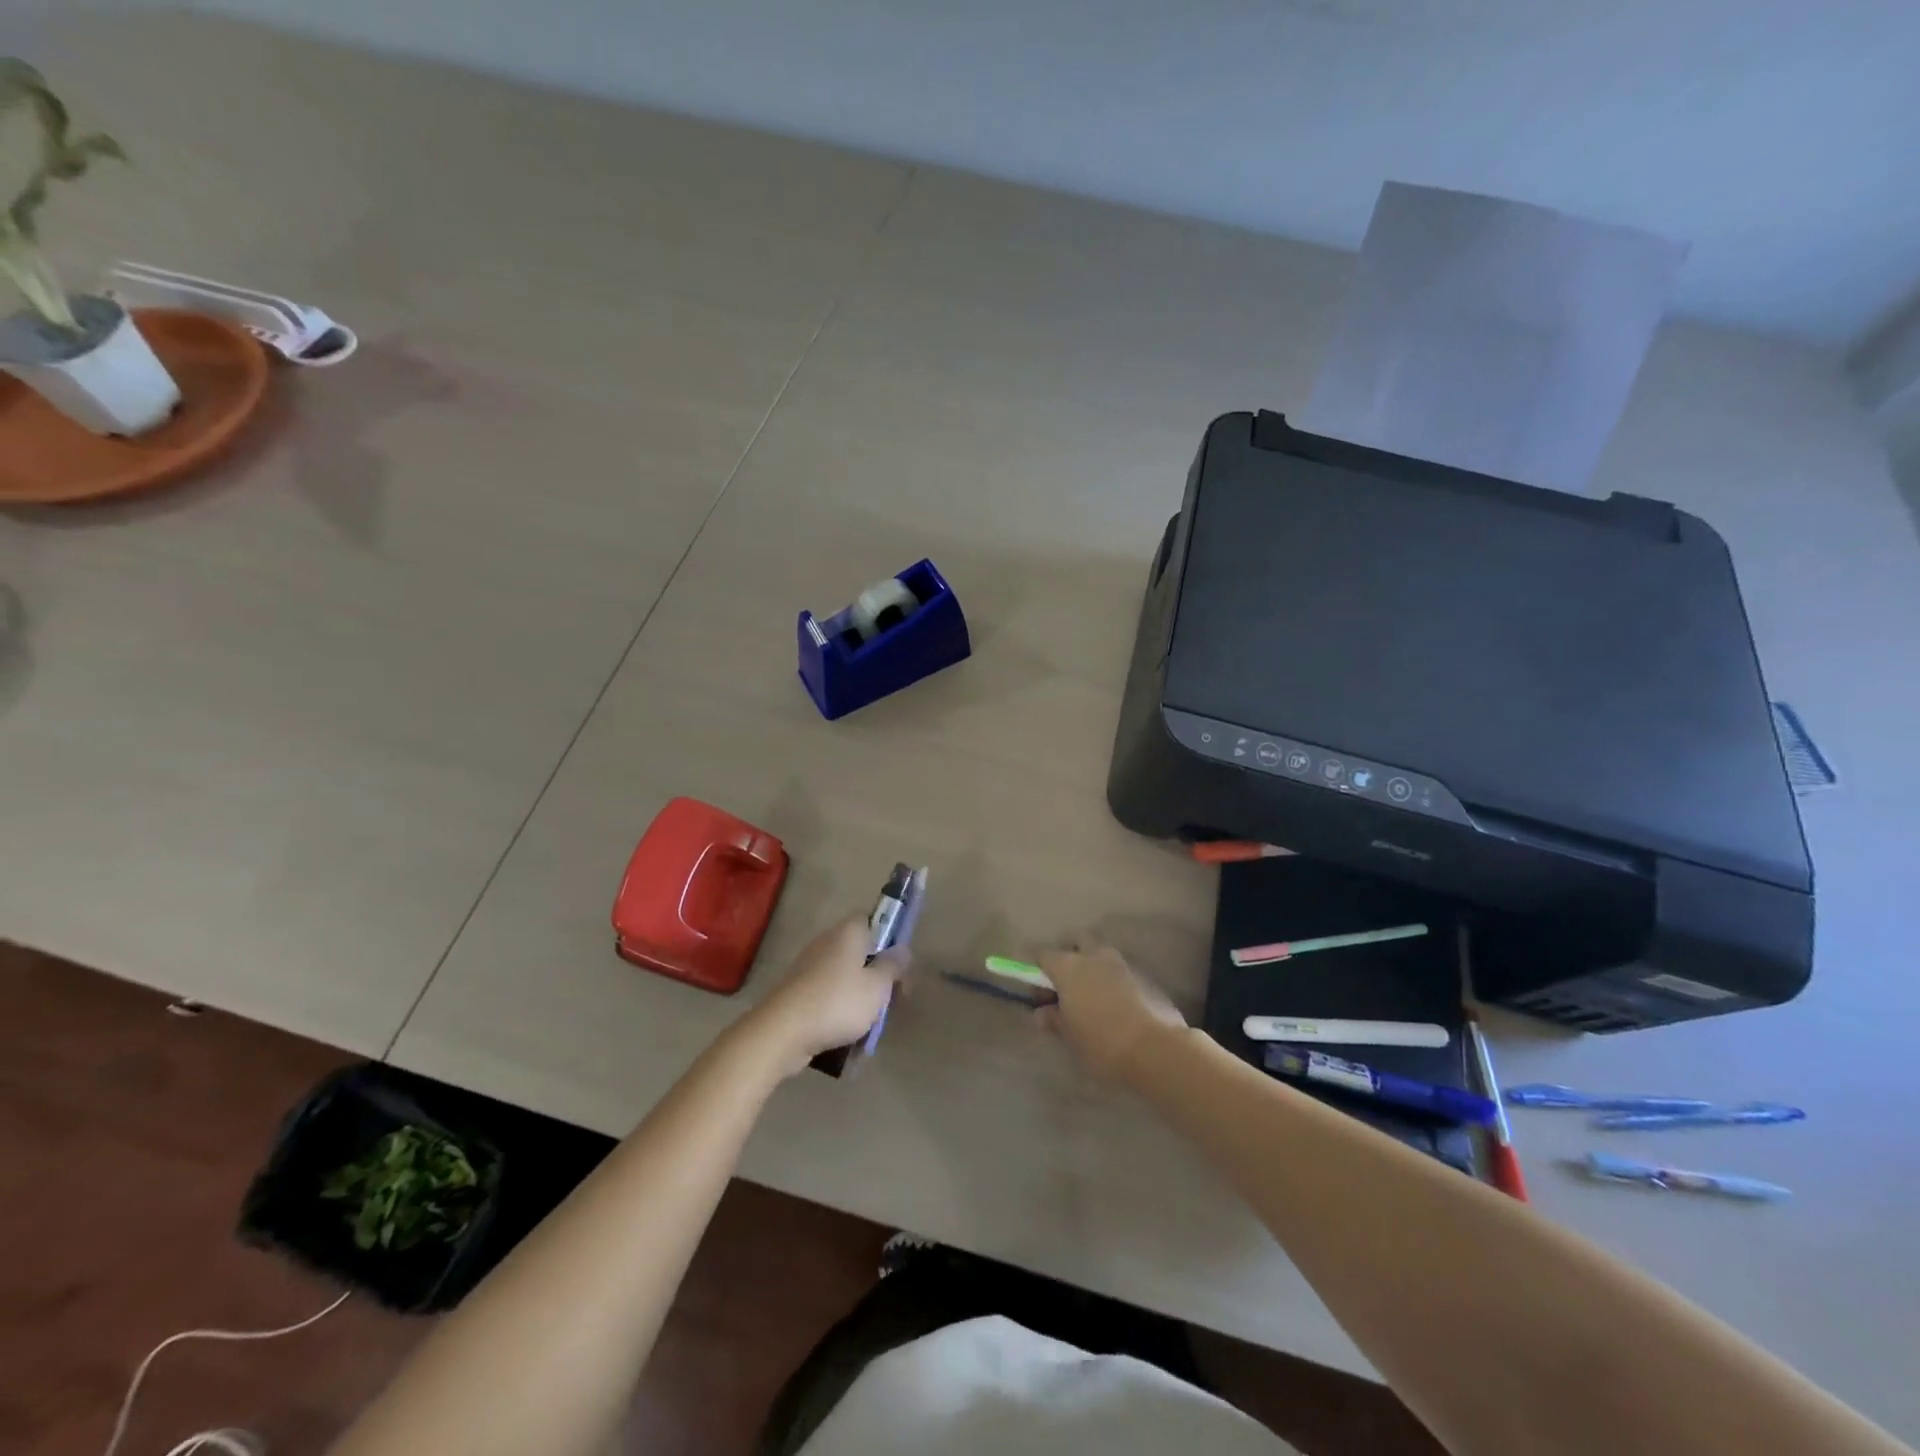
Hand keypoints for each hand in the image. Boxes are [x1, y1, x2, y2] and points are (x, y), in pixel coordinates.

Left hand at [748, 916, 902, 1076]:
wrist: (782, 1032)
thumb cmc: (838, 1002)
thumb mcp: (878, 986)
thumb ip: (893, 966)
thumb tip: (902, 949)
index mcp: (848, 933)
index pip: (872, 920)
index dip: (889, 938)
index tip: (899, 964)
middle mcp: (827, 943)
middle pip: (860, 952)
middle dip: (876, 976)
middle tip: (891, 1001)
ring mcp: (808, 968)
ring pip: (845, 978)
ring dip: (859, 999)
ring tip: (871, 1026)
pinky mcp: (797, 992)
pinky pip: (827, 998)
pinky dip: (839, 1013)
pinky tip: (847, 1037)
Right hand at [1037, 941, 1185, 1082]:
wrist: (1154, 1049)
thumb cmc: (1101, 1042)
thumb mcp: (1069, 1036)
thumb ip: (1054, 1019)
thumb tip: (1042, 1013)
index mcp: (1068, 966)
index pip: (1044, 956)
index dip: (1039, 973)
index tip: (1041, 995)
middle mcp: (1093, 956)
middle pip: (1077, 944)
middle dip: (1071, 958)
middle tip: (1069, 988)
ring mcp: (1121, 963)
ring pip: (1101, 955)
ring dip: (1095, 968)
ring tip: (1095, 998)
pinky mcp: (1144, 976)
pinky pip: (1121, 971)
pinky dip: (1114, 981)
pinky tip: (1117, 1006)